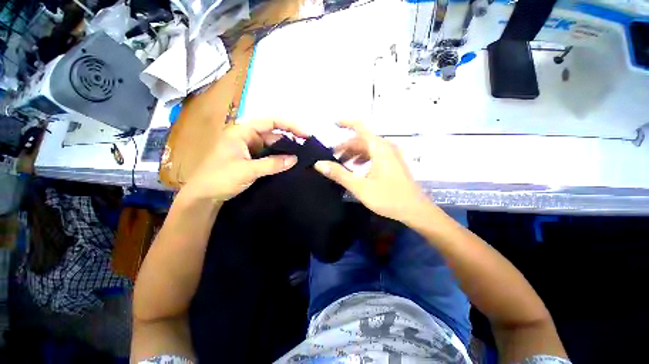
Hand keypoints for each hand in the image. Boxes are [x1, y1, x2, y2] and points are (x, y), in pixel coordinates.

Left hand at [182, 120, 307, 202]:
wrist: (202, 196)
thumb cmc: (219, 178)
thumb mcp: (247, 170)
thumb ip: (272, 164)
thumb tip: (295, 159)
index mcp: (242, 131)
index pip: (271, 122)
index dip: (290, 126)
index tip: (306, 135)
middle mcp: (247, 137)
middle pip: (274, 134)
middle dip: (290, 139)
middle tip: (307, 149)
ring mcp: (249, 148)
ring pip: (272, 146)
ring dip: (286, 150)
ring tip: (302, 157)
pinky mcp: (251, 159)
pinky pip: (269, 156)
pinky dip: (279, 159)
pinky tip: (289, 164)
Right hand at [314, 121, 430, 222]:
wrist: (415, 210)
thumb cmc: (388, 197)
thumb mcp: (360, 186)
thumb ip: (339, 174)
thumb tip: (319, 164)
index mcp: (379, 148)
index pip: (360, 127)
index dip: (346, 123)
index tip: (333, 124)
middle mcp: (386, 147)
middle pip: (362, 139)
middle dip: (346, 146)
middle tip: (332, 156)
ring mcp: (391, 155)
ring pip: (368, 148)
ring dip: (354, 153)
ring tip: (343, 164)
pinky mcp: (393, 163)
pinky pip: (375, 155)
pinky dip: (363, 158)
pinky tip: (357, 169)